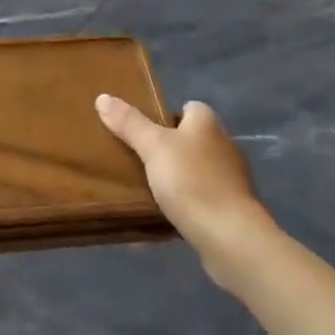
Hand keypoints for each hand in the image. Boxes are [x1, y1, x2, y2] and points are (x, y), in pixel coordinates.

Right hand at [96, 95, 274, 285]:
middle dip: (168, 148)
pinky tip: (165, 215)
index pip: (189, 107)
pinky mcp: (232, 210)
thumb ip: (129, 123)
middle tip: (137, 158)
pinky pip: (202, 199)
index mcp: (208, 124)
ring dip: (177, 177)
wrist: (230, 238)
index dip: (167, 115)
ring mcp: (230, 180)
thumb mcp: (153, 147)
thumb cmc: (192, 181)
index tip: (143, 129)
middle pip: (192, 139)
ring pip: (197, 170)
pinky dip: (186, 204)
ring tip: (146, 187)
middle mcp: (224, 146)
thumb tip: (103, 97)